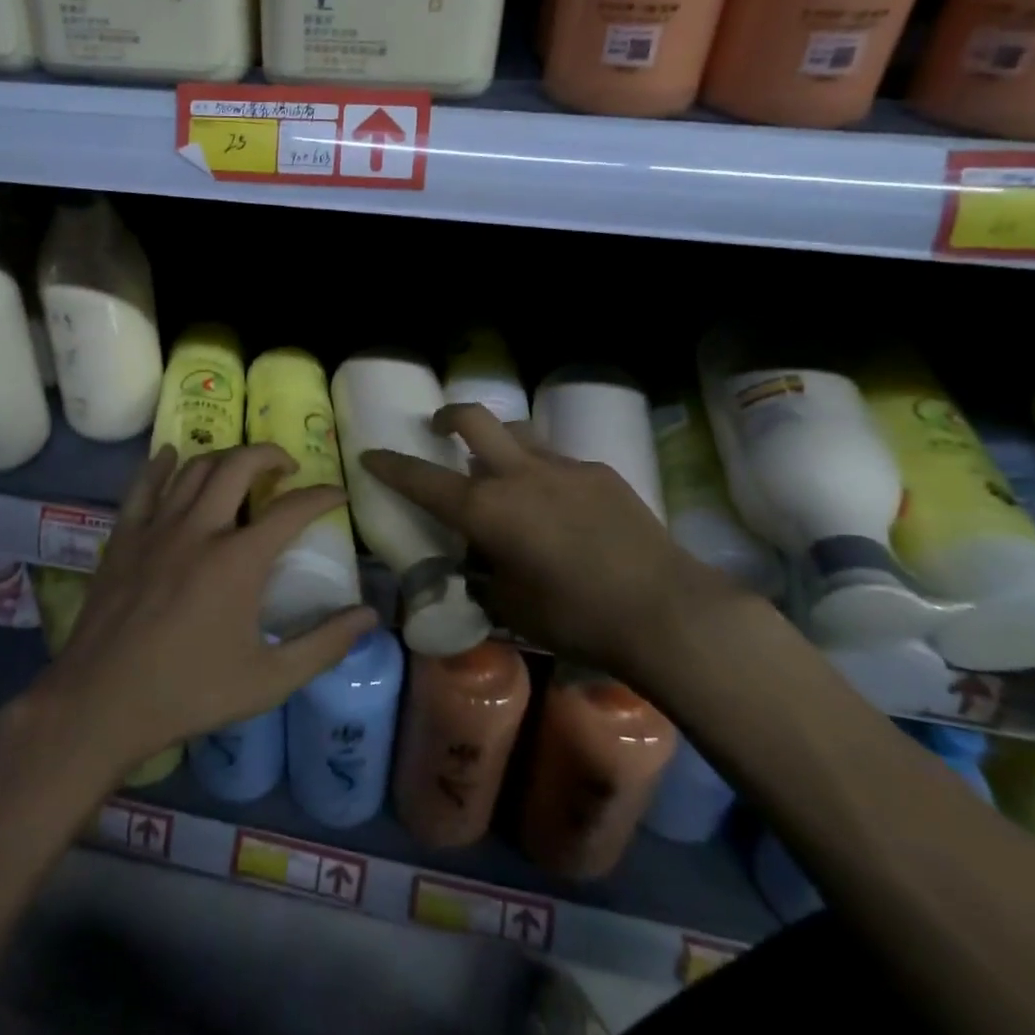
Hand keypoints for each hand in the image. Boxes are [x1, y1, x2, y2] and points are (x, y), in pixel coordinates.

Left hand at [42, 443, 378, 775]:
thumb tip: (370, 615)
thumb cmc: (190, 693)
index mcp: (239, 560)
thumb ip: (323, 645)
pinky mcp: (124, 537)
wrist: (101, 703)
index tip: (337, 494)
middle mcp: (200, 528)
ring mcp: (157, 528)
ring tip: (241, 469)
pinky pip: (144, 485)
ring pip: (195, 467)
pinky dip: (162, 464)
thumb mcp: (268, 680)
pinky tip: (172, 456)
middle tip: (287, 468)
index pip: (293, 510)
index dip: (322, 496)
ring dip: (225, 458)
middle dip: (271, 455)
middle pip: (239, 465)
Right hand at [361, 405, 721, 681]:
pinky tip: (560, 507)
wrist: (664, 610)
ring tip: (503, 470)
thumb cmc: (575, 617)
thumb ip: (484, 578)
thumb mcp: (511, 606)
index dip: (390, 465)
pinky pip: (558, 461)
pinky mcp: (601, 473)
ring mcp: (563, 467)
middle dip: (447, 417)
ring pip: (519, 432)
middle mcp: (518, 475)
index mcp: (487, 509)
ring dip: (499, 441)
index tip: (370, 454)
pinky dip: (543, 473)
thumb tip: (478, 566)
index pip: (422, 479)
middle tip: (440, 428)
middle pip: (473, 419)